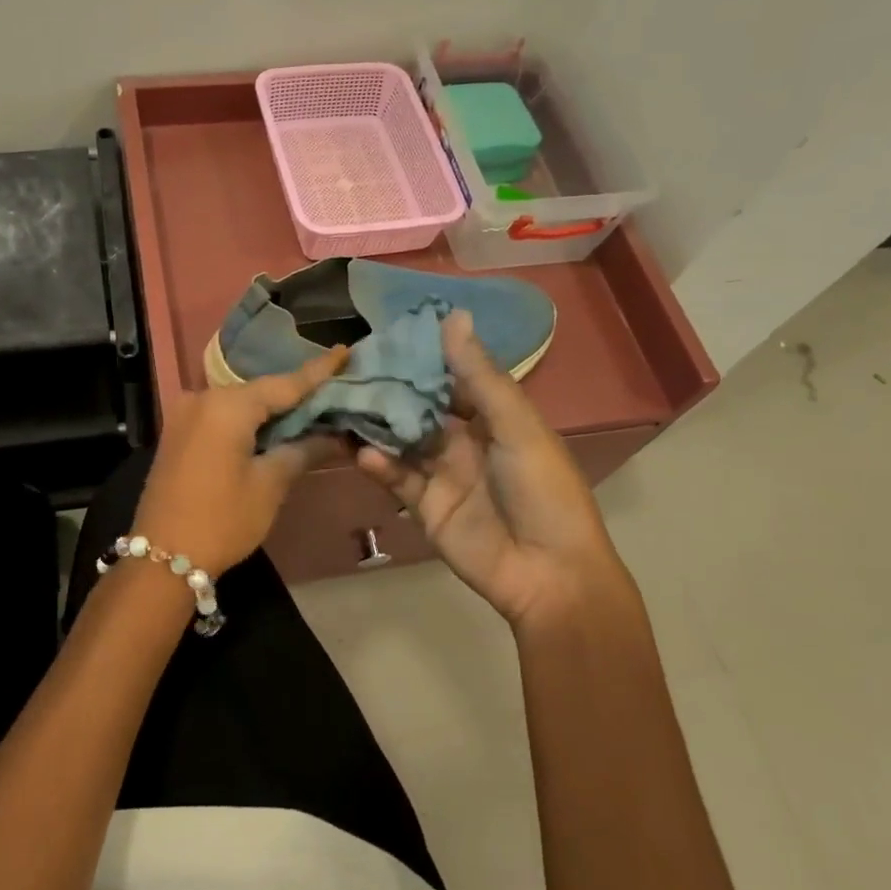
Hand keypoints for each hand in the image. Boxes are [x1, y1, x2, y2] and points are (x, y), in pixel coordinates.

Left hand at [133, 347, 348, 576]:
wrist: (162, 558)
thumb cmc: (222, 520)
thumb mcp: (270, 485)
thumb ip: (303, 450)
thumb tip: (336, 436)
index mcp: (227, 405)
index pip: (284, 383)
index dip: (318, 370)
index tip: (344, 350)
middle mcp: (203, 398)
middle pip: (260, 390)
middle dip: (296, 392)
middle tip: (335, 388)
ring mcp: (185, 414)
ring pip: (240, 402)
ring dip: (272, 408)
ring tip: (312, 407)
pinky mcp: (178, 432)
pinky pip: (222, 415)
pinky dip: (249, 420)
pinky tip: (274, 426)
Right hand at [357, 311, 617, 628]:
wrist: (548, 573)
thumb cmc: (543, 490)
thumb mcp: (516, 426)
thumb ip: (480, 376)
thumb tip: (454, 315)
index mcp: (494, 417)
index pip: (451, 376)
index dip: (422, 357)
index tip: (386, 333)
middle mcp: (465, 439)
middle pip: (420, 407)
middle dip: (390, 389)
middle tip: (349, 367)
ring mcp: (442, 473)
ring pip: (401, 440)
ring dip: (376, 424)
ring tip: (342, 403)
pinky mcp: (425, 505)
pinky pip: (397, 477)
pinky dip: (379, 464)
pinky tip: (362, 452)